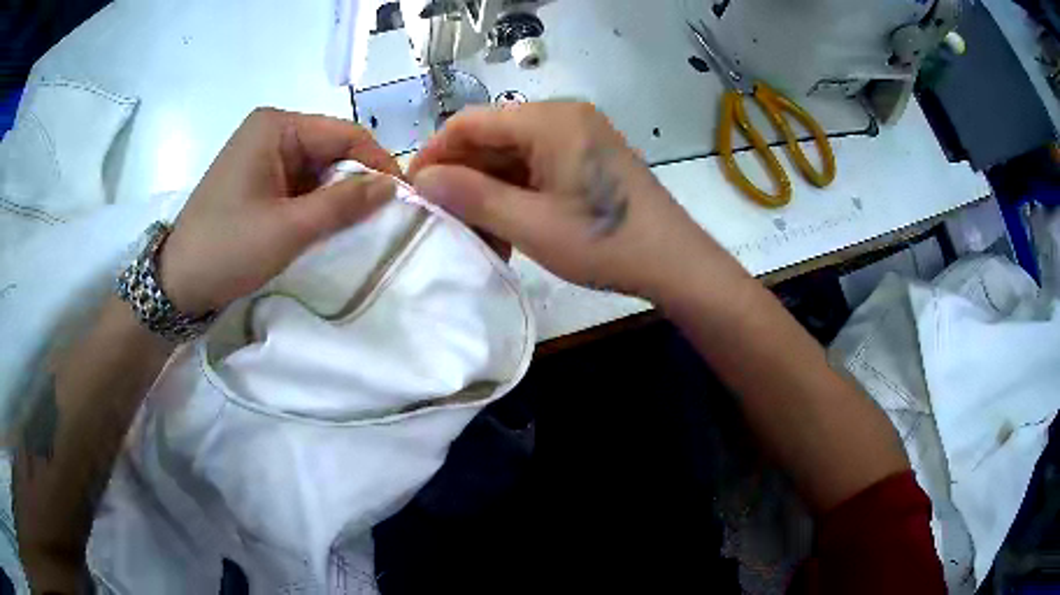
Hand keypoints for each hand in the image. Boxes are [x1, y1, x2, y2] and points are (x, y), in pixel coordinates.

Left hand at [160, 108, 398, 313]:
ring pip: (318, 169)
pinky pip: (299, 184)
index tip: (405, 199)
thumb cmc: (226, 249)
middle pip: (331, 149)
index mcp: (276, 126)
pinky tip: (326, 227)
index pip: (344, 134)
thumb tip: (394, 186)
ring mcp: (262, 155)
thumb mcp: (288, 230)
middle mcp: (271, 131)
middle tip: (382, 219)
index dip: (378, 163)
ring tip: (357, 227)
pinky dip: (316, 205)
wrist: (176, 283)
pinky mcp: (257, 179)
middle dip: (357, 182)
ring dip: (337, 197)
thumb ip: (343, 204)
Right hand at [408, 102, 711, 298]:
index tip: (415, 192)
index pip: (470, 122)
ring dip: (488, 190)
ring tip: (474, 231)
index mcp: (549, 120)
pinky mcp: (587, 157)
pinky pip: (536, 166)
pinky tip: (506, 225)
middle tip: (443, 219)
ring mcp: (578, 136)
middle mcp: (563, 117)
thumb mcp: (531, 224)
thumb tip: (422, 181)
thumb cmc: (605, 242)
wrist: (675, 262)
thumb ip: (471, 197)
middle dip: (463, 176)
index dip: (435, 153)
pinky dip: (515, 193)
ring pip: (512, 155)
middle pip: (492, 137)